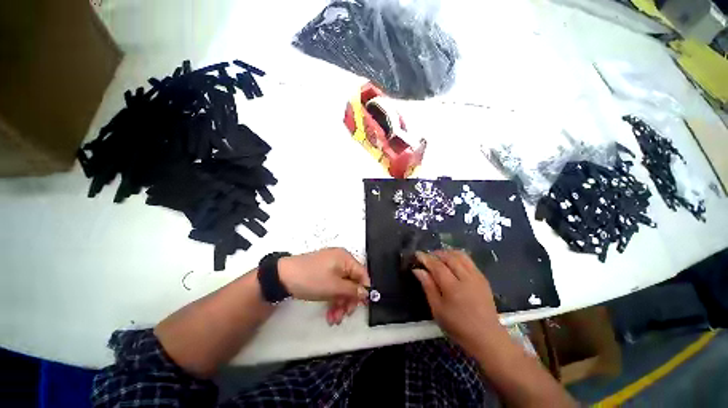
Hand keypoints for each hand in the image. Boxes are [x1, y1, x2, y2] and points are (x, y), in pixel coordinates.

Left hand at [278, 248, 369, 325]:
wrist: (283, 277)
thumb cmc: (311, 279)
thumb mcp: (334, 287)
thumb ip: (353, 290)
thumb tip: (366, 293)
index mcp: (345, 258)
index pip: (362, 274)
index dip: (364, 290)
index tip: (361, 306)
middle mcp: (340, 260)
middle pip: (352, 282)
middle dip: (349, 300)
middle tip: (344, 315)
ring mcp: (331, 267)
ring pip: (342, 286)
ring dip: (340, 303)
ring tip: (333, 319)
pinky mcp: (323, 273)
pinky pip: (334, 286)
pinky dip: (333, 298)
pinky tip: (329, 313)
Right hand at [412, 250, 501, 355]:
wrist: (486, 337)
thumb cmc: (457, 326)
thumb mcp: (437, 309)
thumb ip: (428, 286)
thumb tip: (417, 270)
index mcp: (453, 287)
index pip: (437, 265)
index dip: (426, 258)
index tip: (417, 254)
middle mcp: (466, 277)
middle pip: (449, 257)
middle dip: (436, 253)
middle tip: (427, 256)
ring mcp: (476, 276)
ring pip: (460, 255)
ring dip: (447, 253)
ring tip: (439, 257)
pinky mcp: (483, 278)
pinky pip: (469, 260)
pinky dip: (458, 257)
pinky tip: (452, 263)